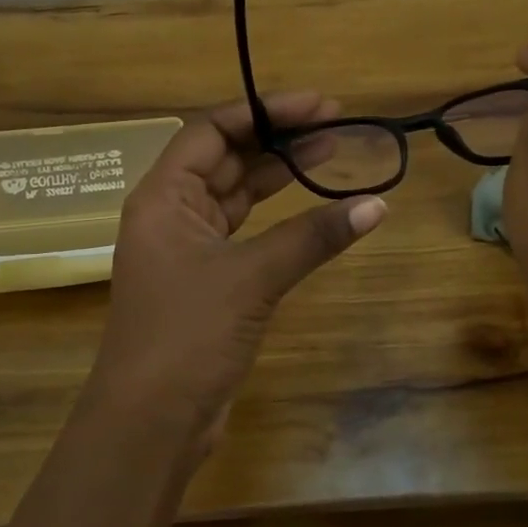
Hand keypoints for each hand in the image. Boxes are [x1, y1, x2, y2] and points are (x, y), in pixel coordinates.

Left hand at [82, 92, 386, 455]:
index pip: (212, 130)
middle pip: (227, 159)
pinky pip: (246, 234)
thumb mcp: (252, 277)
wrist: (151, 421)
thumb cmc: (187, 335)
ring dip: (280, 175)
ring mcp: (189, 250)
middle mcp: (171, 214)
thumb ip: (313, 237)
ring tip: (331, 153)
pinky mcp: (208, 282)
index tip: (318, 105)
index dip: (264, 111)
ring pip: (238, 197)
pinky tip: (314, 211)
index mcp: (162, 197)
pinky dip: (279, 220)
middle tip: (336, 124)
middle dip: (278, 139)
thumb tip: (376, 205)